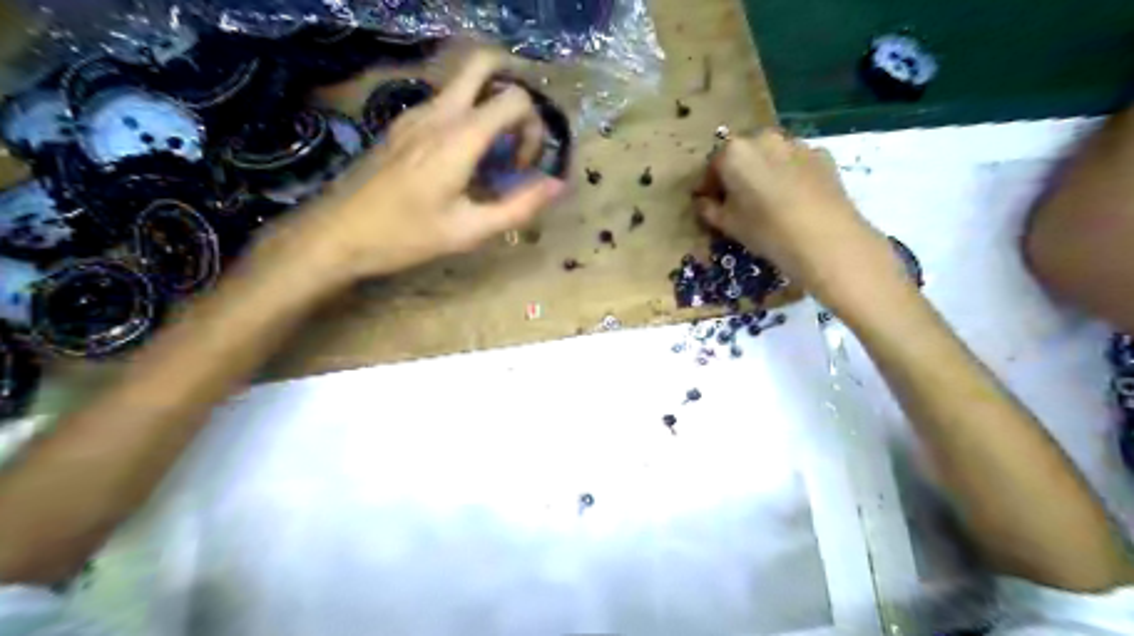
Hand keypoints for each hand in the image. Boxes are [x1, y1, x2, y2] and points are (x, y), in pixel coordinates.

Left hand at [286, 49, 565, 283]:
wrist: (338, 233)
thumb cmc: (406, 236)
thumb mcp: (469, 231)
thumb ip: (519, 207)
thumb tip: (557, 185)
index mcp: (459, 137)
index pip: (514, 99)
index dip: (532, 129)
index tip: (520, 166)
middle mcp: (438, 113)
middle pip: (484, 64)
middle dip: (513, 90)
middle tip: (515, 134)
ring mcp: (415, 114)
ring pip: (463, 83)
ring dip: (488, 107)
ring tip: (489, 157)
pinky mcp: (402, 124)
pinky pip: (445, 104)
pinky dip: (466, 118)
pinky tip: (461, 162)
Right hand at [692, 129, 904, 313]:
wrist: (825, 238)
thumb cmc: (765, 230)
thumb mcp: (727, 224)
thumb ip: (709, 209)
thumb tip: (704, 202)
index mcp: (734, 152)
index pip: (712, 165)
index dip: (708, 186)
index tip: (708, 203)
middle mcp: (764, 138)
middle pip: (742, 154)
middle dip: (736, 174)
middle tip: (736, 201)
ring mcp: (796, 144)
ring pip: (771, 155)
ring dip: (763, 172)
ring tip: (766, 200)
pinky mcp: (822, 155)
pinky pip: (795, 162)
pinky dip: (788, 175)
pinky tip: (792, 199)